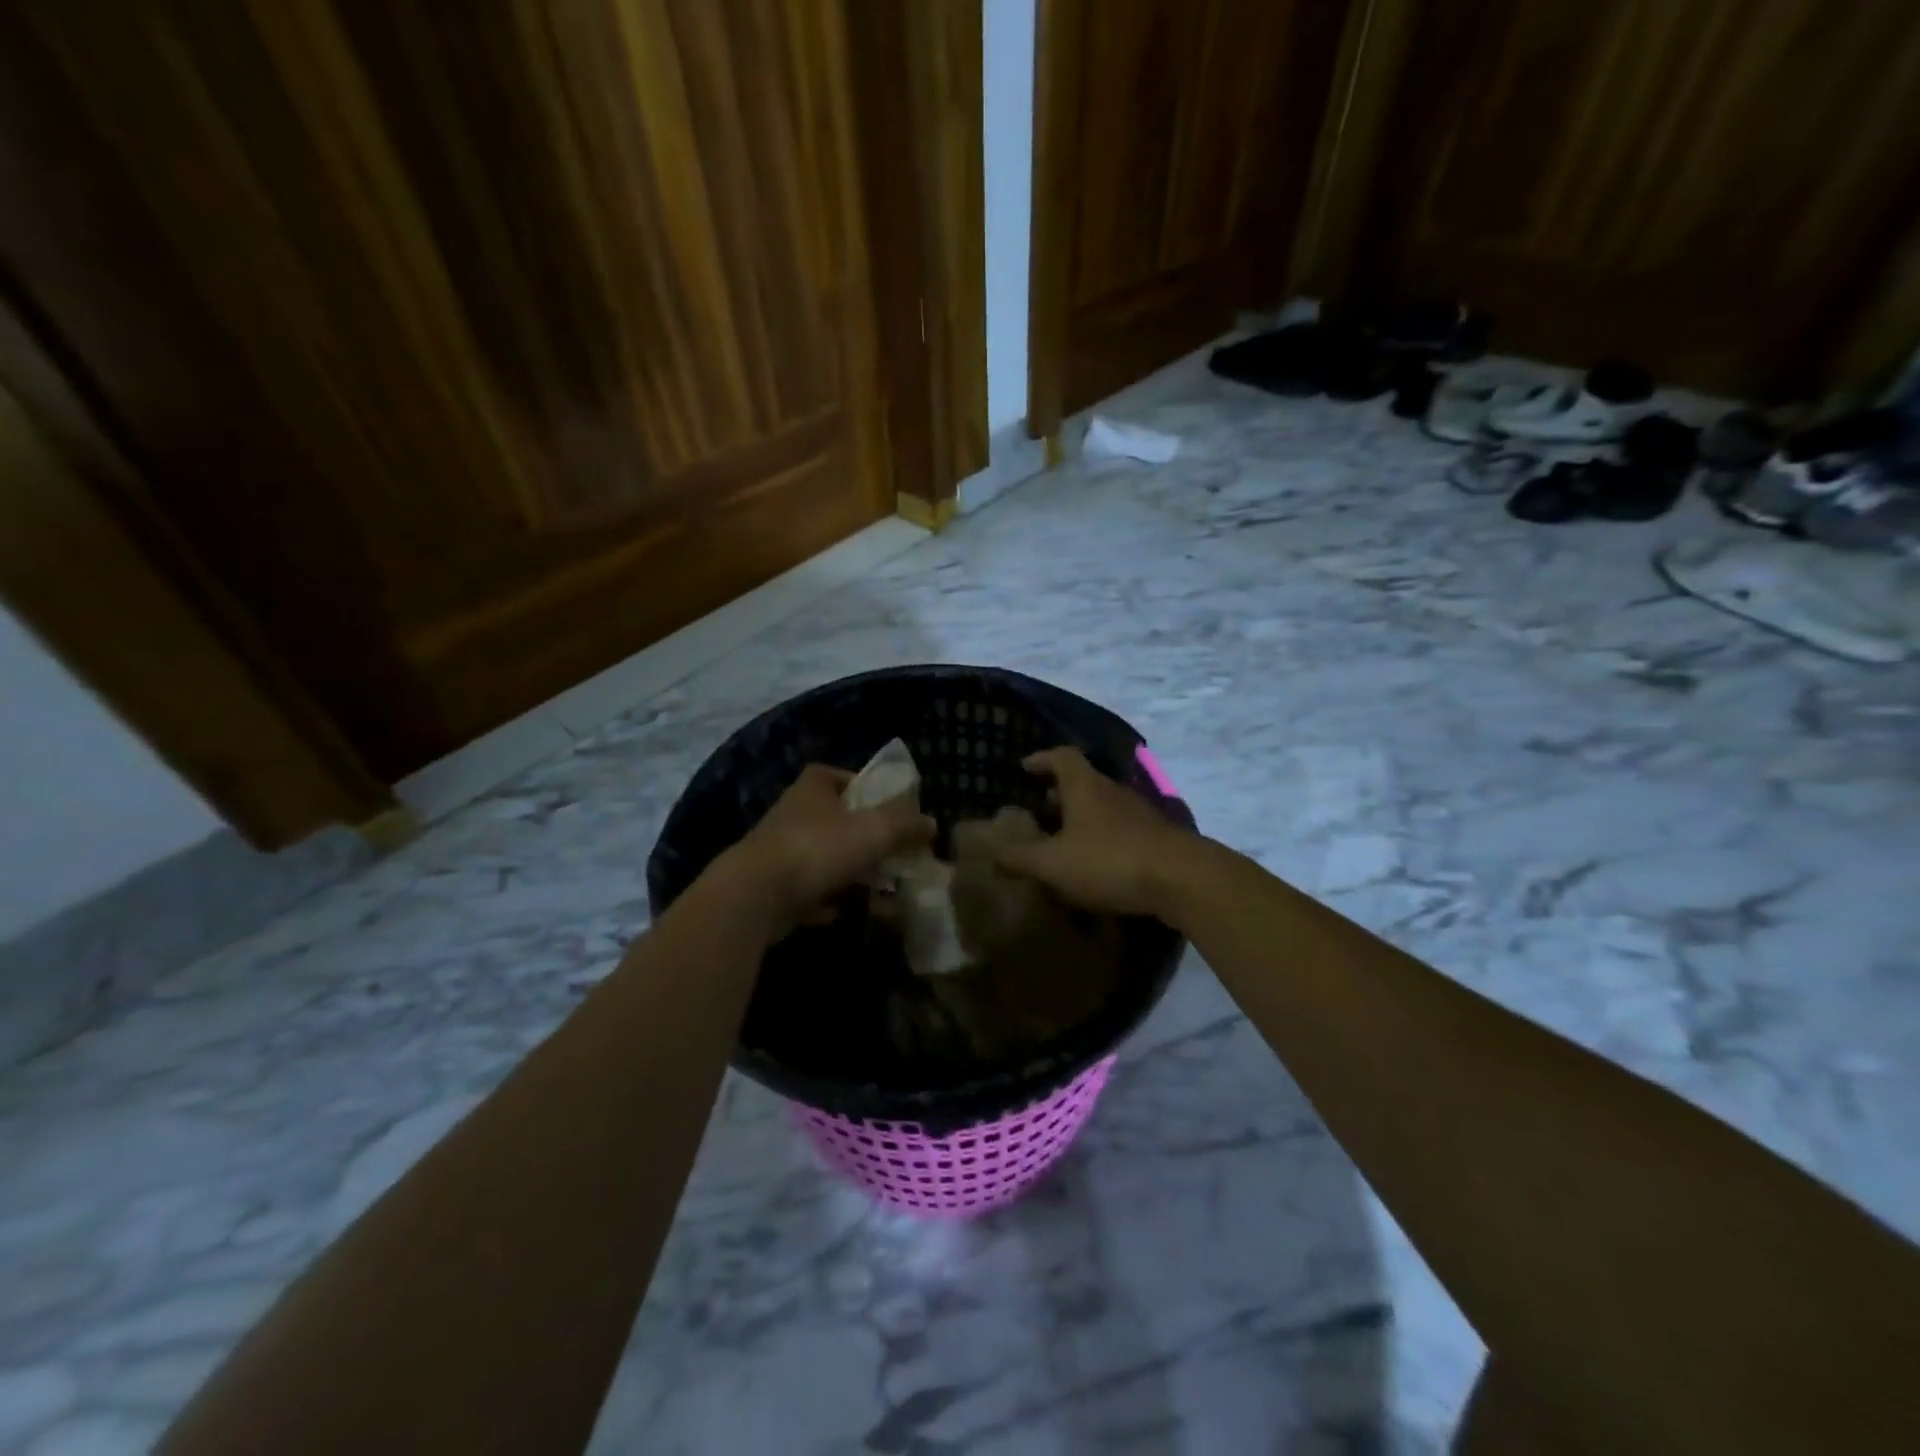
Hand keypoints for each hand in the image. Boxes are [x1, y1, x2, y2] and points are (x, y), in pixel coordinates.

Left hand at [721, 764, 934, 936]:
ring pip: (818, 855)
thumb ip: (905, 825)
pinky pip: (804, 890)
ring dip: (842, 869)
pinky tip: (838, 912)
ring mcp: (777, 851)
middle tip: (888, 851)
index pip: (836, 775)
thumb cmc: (818, 849)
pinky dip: (821, 899)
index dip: (861, 787)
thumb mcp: (874, 831)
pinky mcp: (769, 886)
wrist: (756, 895)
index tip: (885, 807)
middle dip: (858, 834)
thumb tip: (931, 824)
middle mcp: (791, 813)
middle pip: (831, 818)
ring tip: (872, 885)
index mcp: (813, 789)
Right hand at [995, 748, 1196, 917]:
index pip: (1062, 756)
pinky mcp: (1156, 838)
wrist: (1181, 879)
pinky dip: (1102, 838)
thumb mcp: (1053, 863)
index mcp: (1085, 787)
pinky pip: (1120, 830)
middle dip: (1060, 792)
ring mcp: (1139, 814)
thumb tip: (992, 855)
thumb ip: (1020, 859)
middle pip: (1084, 781)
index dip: (1041, 759)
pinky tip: (1095, 864)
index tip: (1024, 768)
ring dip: (1082, 817)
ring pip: (1103, 806)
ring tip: (1063, 840)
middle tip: (1039, 809)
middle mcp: (1112, 792)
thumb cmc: (1108, 860)